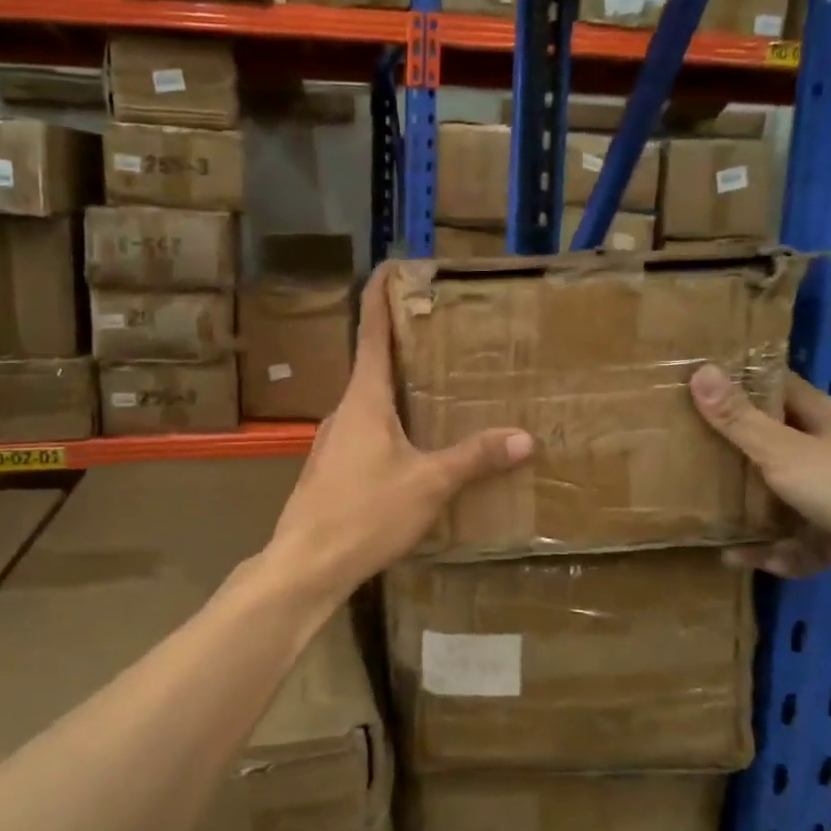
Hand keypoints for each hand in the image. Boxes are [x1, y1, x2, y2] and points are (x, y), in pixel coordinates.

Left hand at [271, 265, 533, 595]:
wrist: (306, 564)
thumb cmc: (365, 513)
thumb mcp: (429, 484)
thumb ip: (474, 458)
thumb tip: (524, 438)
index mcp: (364, 399)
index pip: (371, 331)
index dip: (380, 295)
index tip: (392, 265)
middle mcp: (344, 411)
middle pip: (372, 364)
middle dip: (402, 344)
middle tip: (440, 332)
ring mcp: (333, 441)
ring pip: (369, 402)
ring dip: (397, 388)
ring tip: (435, 388)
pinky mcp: (331, 469)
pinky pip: (365, 431)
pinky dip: (390, 423)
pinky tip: (412, 446)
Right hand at [689, 364, 830, 579]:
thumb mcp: (785, 452)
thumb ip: (740, 420)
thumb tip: (699, 371)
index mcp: (827, 419)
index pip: (780, 387)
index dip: (743, 383)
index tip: (703, 386)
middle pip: (781, 442)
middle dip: (740, 454)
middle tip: (697, 458)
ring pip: (792, 496)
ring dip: (757, 515)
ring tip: (719, 529)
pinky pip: (808, 538)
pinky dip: (784, 550)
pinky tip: (755, 562)